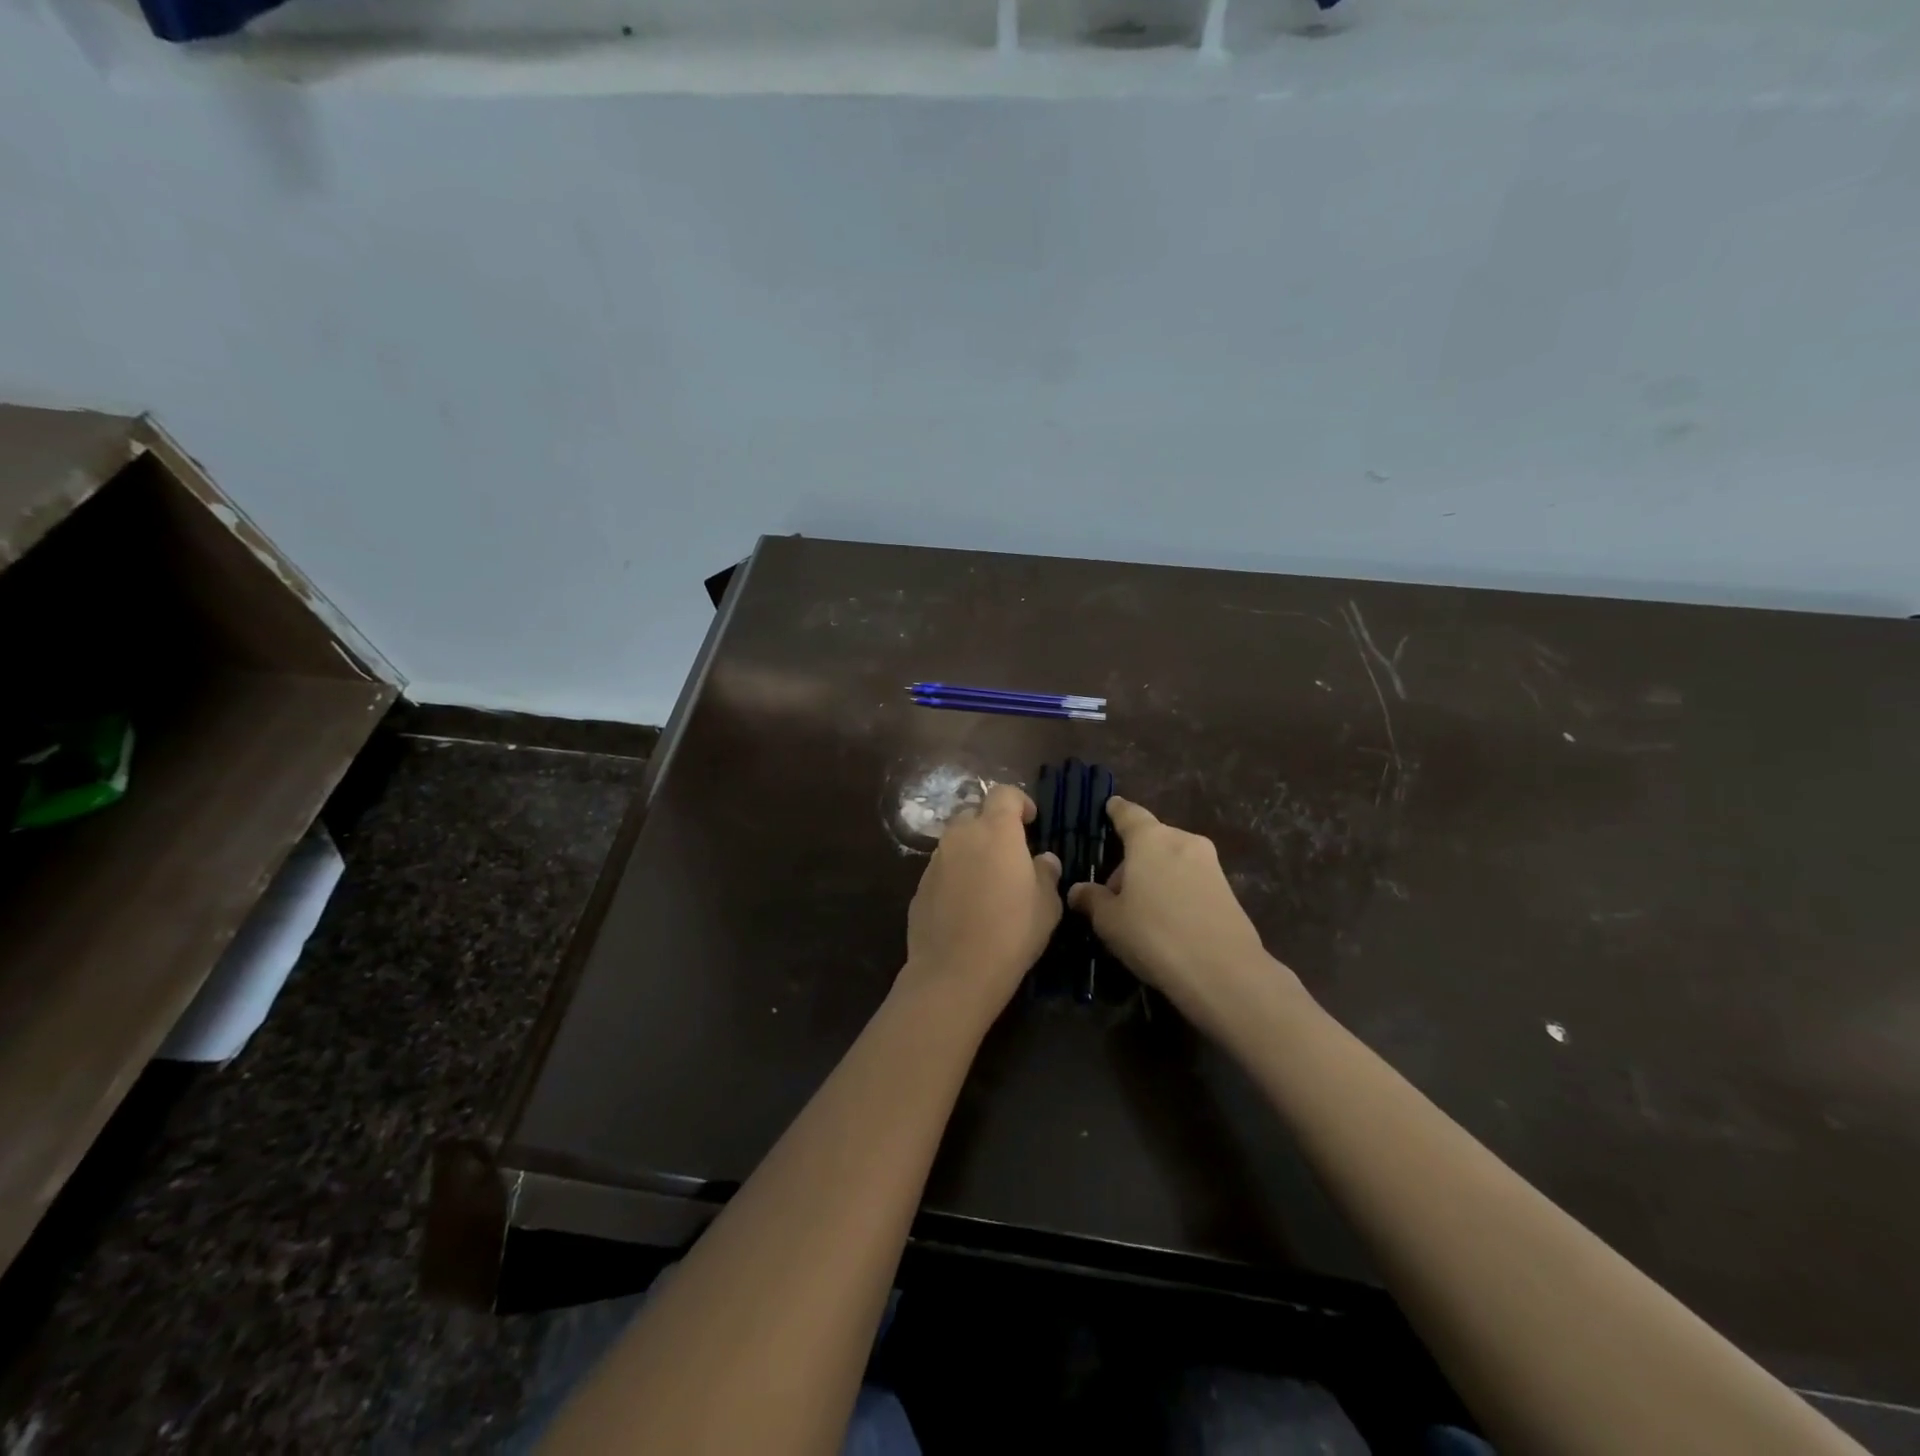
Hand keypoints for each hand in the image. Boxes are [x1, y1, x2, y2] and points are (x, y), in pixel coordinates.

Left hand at [900, 783, 1062, 1023]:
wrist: (955, 971)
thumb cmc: (1012, 931)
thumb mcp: (1047, 904)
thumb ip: (1046, 873)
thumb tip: (1044, 860)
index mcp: (995, 830)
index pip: (1003, 793)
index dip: (1020, 801)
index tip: (1031, 822)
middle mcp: (961, 836)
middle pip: (975, 814)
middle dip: (992, 826)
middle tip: (1010, 854)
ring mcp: (935, 860)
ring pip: (956, 842)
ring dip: (972, 851)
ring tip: (988, 882)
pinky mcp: (919, 885)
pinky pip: (942, 869)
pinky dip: (955, 875)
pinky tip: (966, 905)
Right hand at [1068, 797, 1303, 1034]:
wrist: (1224, 972)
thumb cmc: (1155, 935)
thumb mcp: (1109, 921)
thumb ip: (1092, 899)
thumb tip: (1078, 890)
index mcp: (1150, 839)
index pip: (1129, 813)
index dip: (1116, 811)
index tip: (1110, 806)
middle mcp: (1182, 841)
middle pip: (1151, 840)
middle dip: (1132, 860)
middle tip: (1114, 893)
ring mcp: (1210, 864)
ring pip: (1172, 860)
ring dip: (1154, 876)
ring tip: (1140, 911)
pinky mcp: (1228, 890)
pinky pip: (1191, 880)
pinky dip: (1175, 890)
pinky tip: (1167, 921)